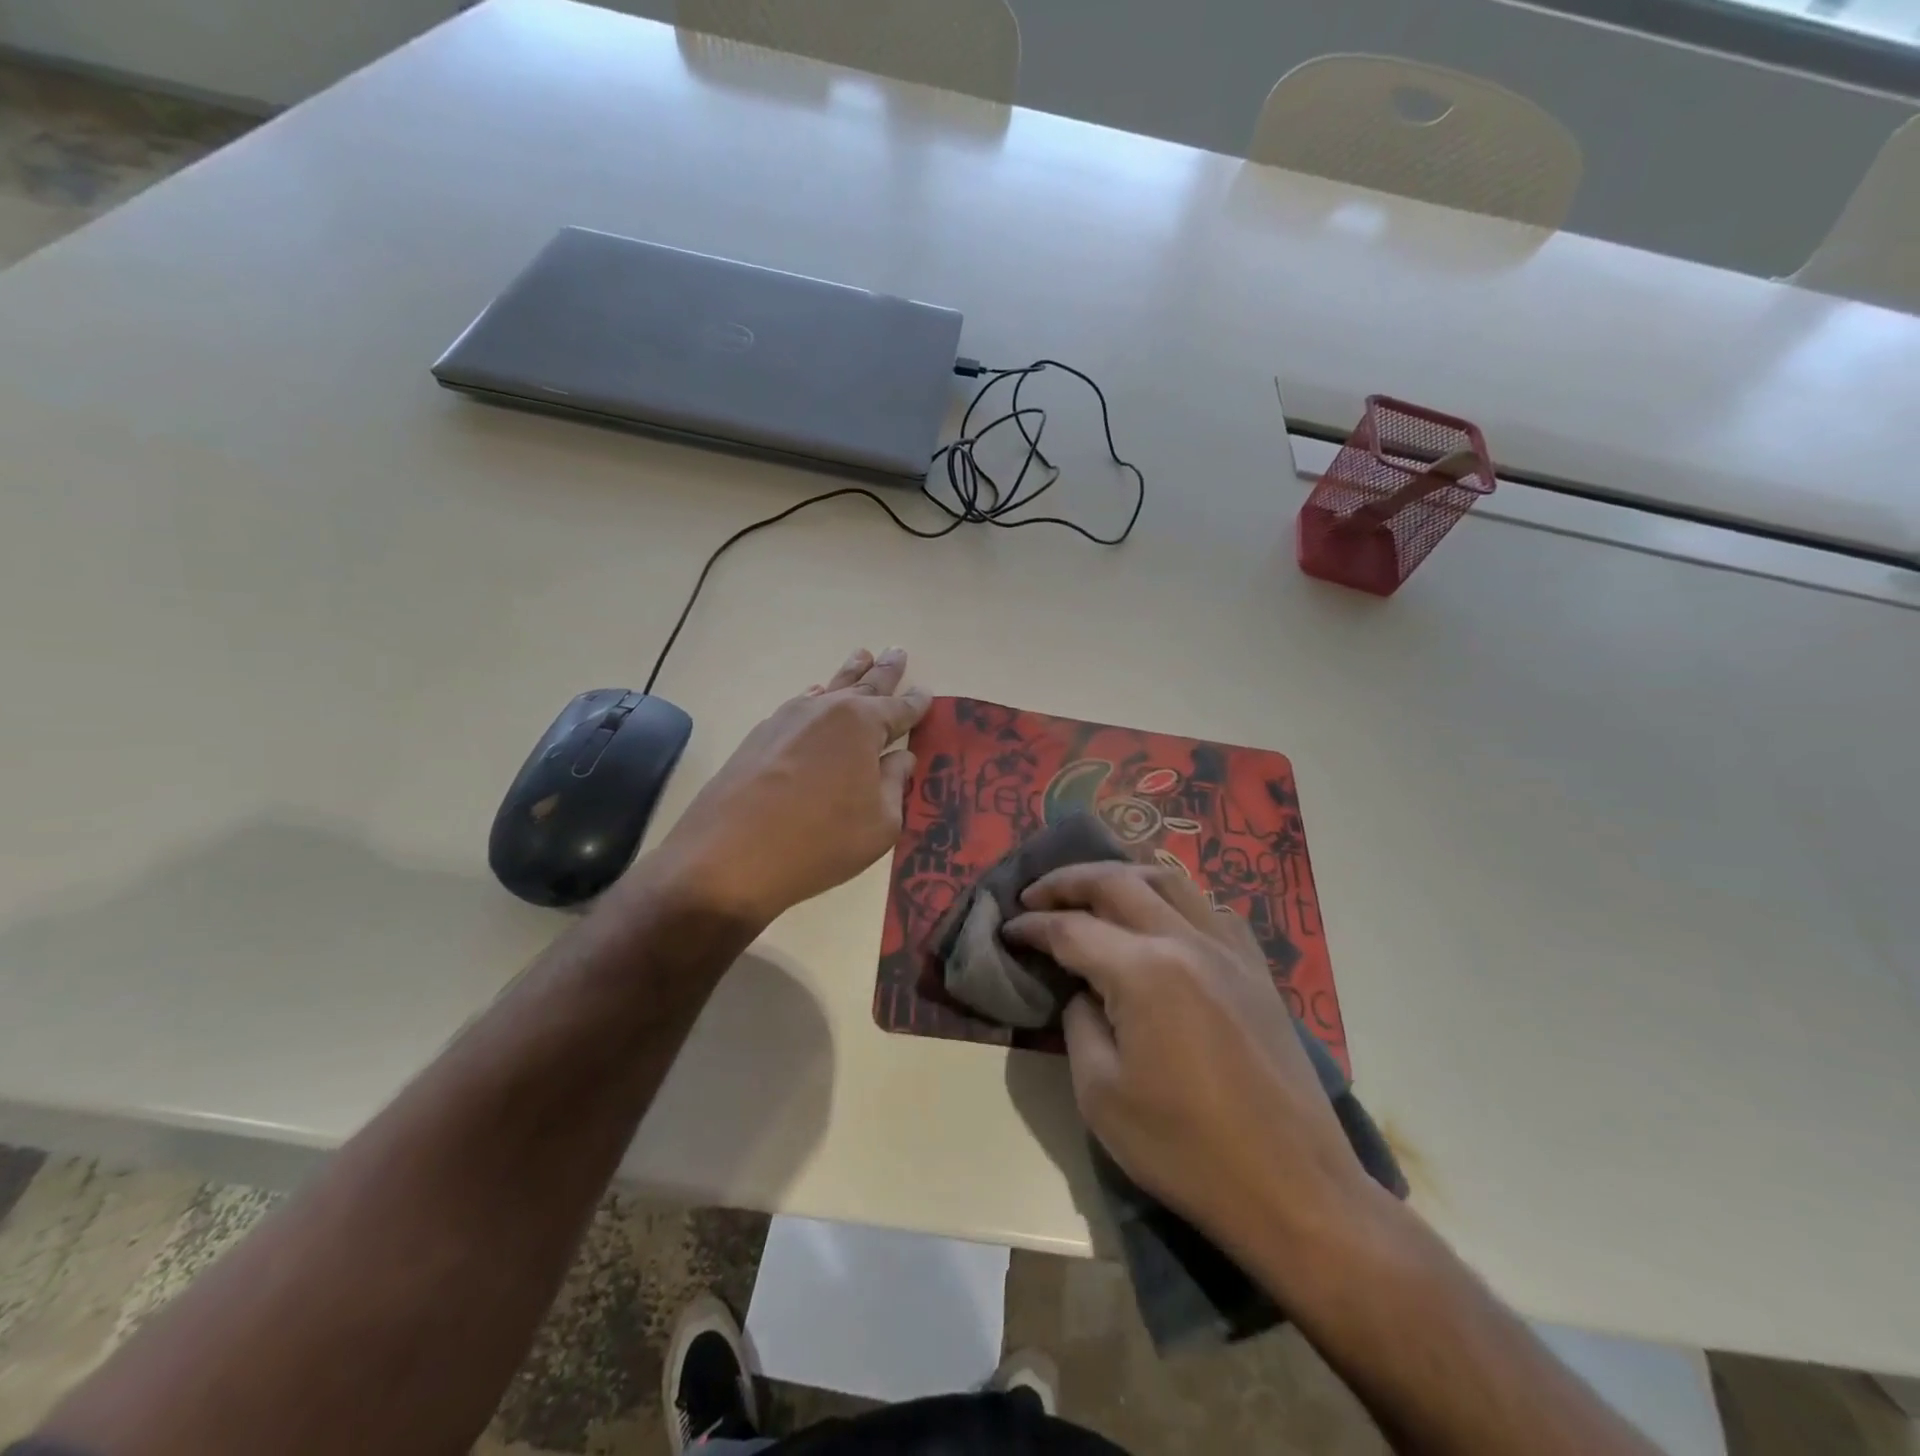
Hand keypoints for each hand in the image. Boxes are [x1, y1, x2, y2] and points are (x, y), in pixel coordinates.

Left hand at [648, 647, 928, 926]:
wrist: (729, 857)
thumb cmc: (820, 840)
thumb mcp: (880, 823)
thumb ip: (894, 784)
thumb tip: (900, 758)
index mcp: (862, 724)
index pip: (899, 709)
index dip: (916, 703)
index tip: (927, 692)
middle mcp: (825, 710)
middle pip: (863, 685)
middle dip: (884, 671)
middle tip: (897, 650)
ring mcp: (787, 720)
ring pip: (827, 689)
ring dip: (848, 674)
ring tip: (862, 656)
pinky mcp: (759, 737)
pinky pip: (798, 706)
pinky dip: (814, 698)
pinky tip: (815, 695)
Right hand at [1004, 862, 1374, 1256]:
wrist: (1292, 1188)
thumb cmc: (1185, 1149)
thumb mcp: (1101, 1094)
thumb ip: (1080, 1023)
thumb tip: (1084, 991)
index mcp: (1144, 971)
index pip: (1072, 929)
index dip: (1033, 926)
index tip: (1008, 929)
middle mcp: (1186, 941)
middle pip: (1117, 882)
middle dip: (1067, 881)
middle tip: (1035, 894)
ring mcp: (1228, 949)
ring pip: (1168, 880)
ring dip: (1122, 876)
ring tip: (1093, 891)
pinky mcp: (1256, 968)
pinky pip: (1208, 907)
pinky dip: (1172, 898)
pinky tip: (1161, 918)